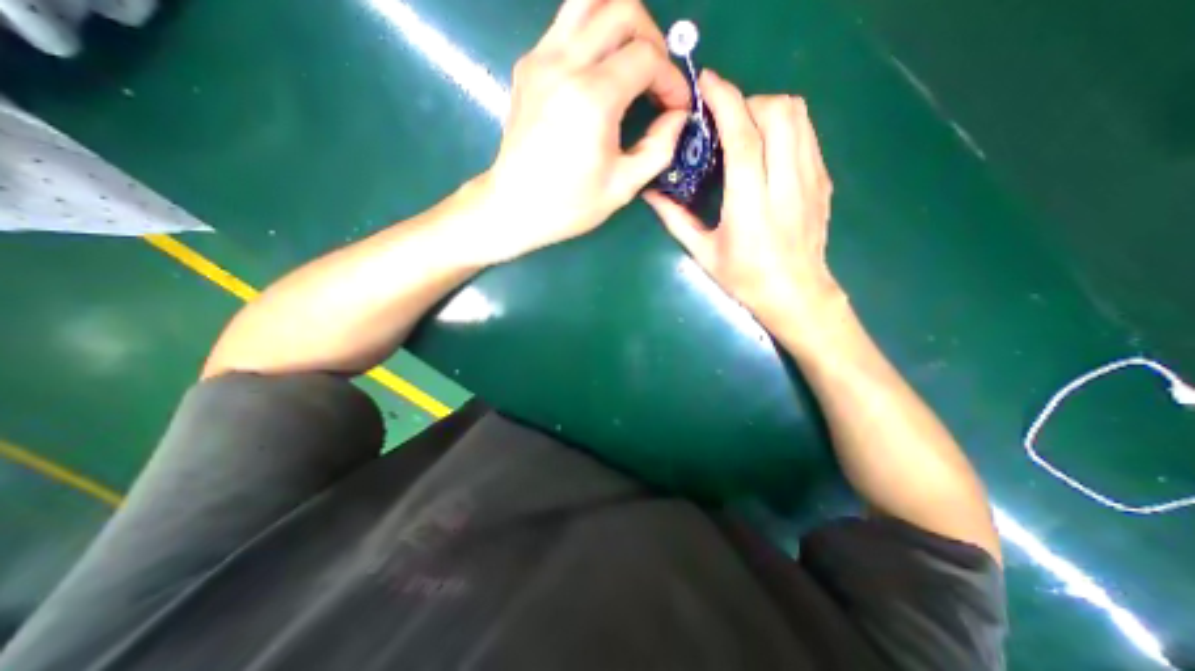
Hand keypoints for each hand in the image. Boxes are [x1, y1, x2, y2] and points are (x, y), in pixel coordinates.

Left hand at [470, 1, 686, 261]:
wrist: (514, 206)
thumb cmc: (569, 204)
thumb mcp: (623, 186)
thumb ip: (659, 147)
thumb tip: (678, 117)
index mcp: (593, 98)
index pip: (647, 56)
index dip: (672, 78)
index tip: (676, 107)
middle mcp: (565, 64)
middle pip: (622, 9)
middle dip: (652, 40)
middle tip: (656, 79)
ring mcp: (541, 58)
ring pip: (588, 1)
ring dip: (621, 23)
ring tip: (630, 62)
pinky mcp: (527, 65)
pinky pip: (566, 25)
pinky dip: (592, 36)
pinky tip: (598, 73)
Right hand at [646, 71, 848, 346]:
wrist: (798, 295)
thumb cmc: (745, 280)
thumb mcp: (704, 254)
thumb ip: (675, 220)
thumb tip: (650, 194)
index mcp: (751, 209)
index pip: (744, 140)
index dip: (726, 103)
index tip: (707, 84)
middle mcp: (786, 187)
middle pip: (779, 113)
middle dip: (748, 102)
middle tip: (725, 122)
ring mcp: (811, 180)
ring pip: (799, 115)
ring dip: (767, 109)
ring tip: (745, 131)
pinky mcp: (823, 180)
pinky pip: (807, 133)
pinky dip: (785, 125)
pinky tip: (767, 148)